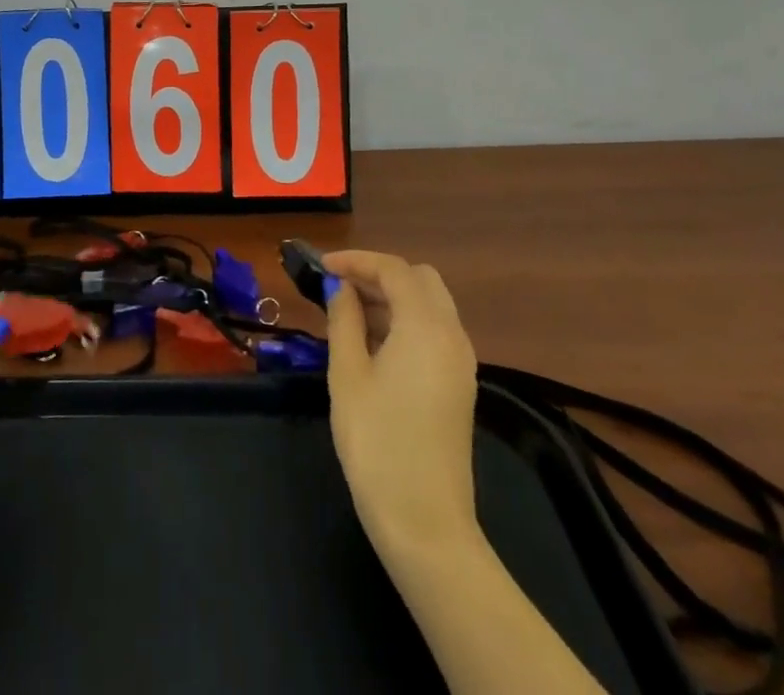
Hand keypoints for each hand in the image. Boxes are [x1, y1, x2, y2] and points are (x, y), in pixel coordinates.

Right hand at [324, 250, 481, 557]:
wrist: (425, 524)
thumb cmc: (377, 442)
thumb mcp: (348, 375)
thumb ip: (345, 321)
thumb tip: (342, 289)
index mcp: (426, 326)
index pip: (394, 270)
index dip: (357, 260)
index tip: (322, 266)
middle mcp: (452, 335)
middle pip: (420, 280)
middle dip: (379, 274)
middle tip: (340, 286)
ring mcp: (461, 362)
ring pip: (430, 305)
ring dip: (392, 297)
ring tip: (349, 312)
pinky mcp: (459, 386)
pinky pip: (435, 332)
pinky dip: (405, 321)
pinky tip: (373, 342)